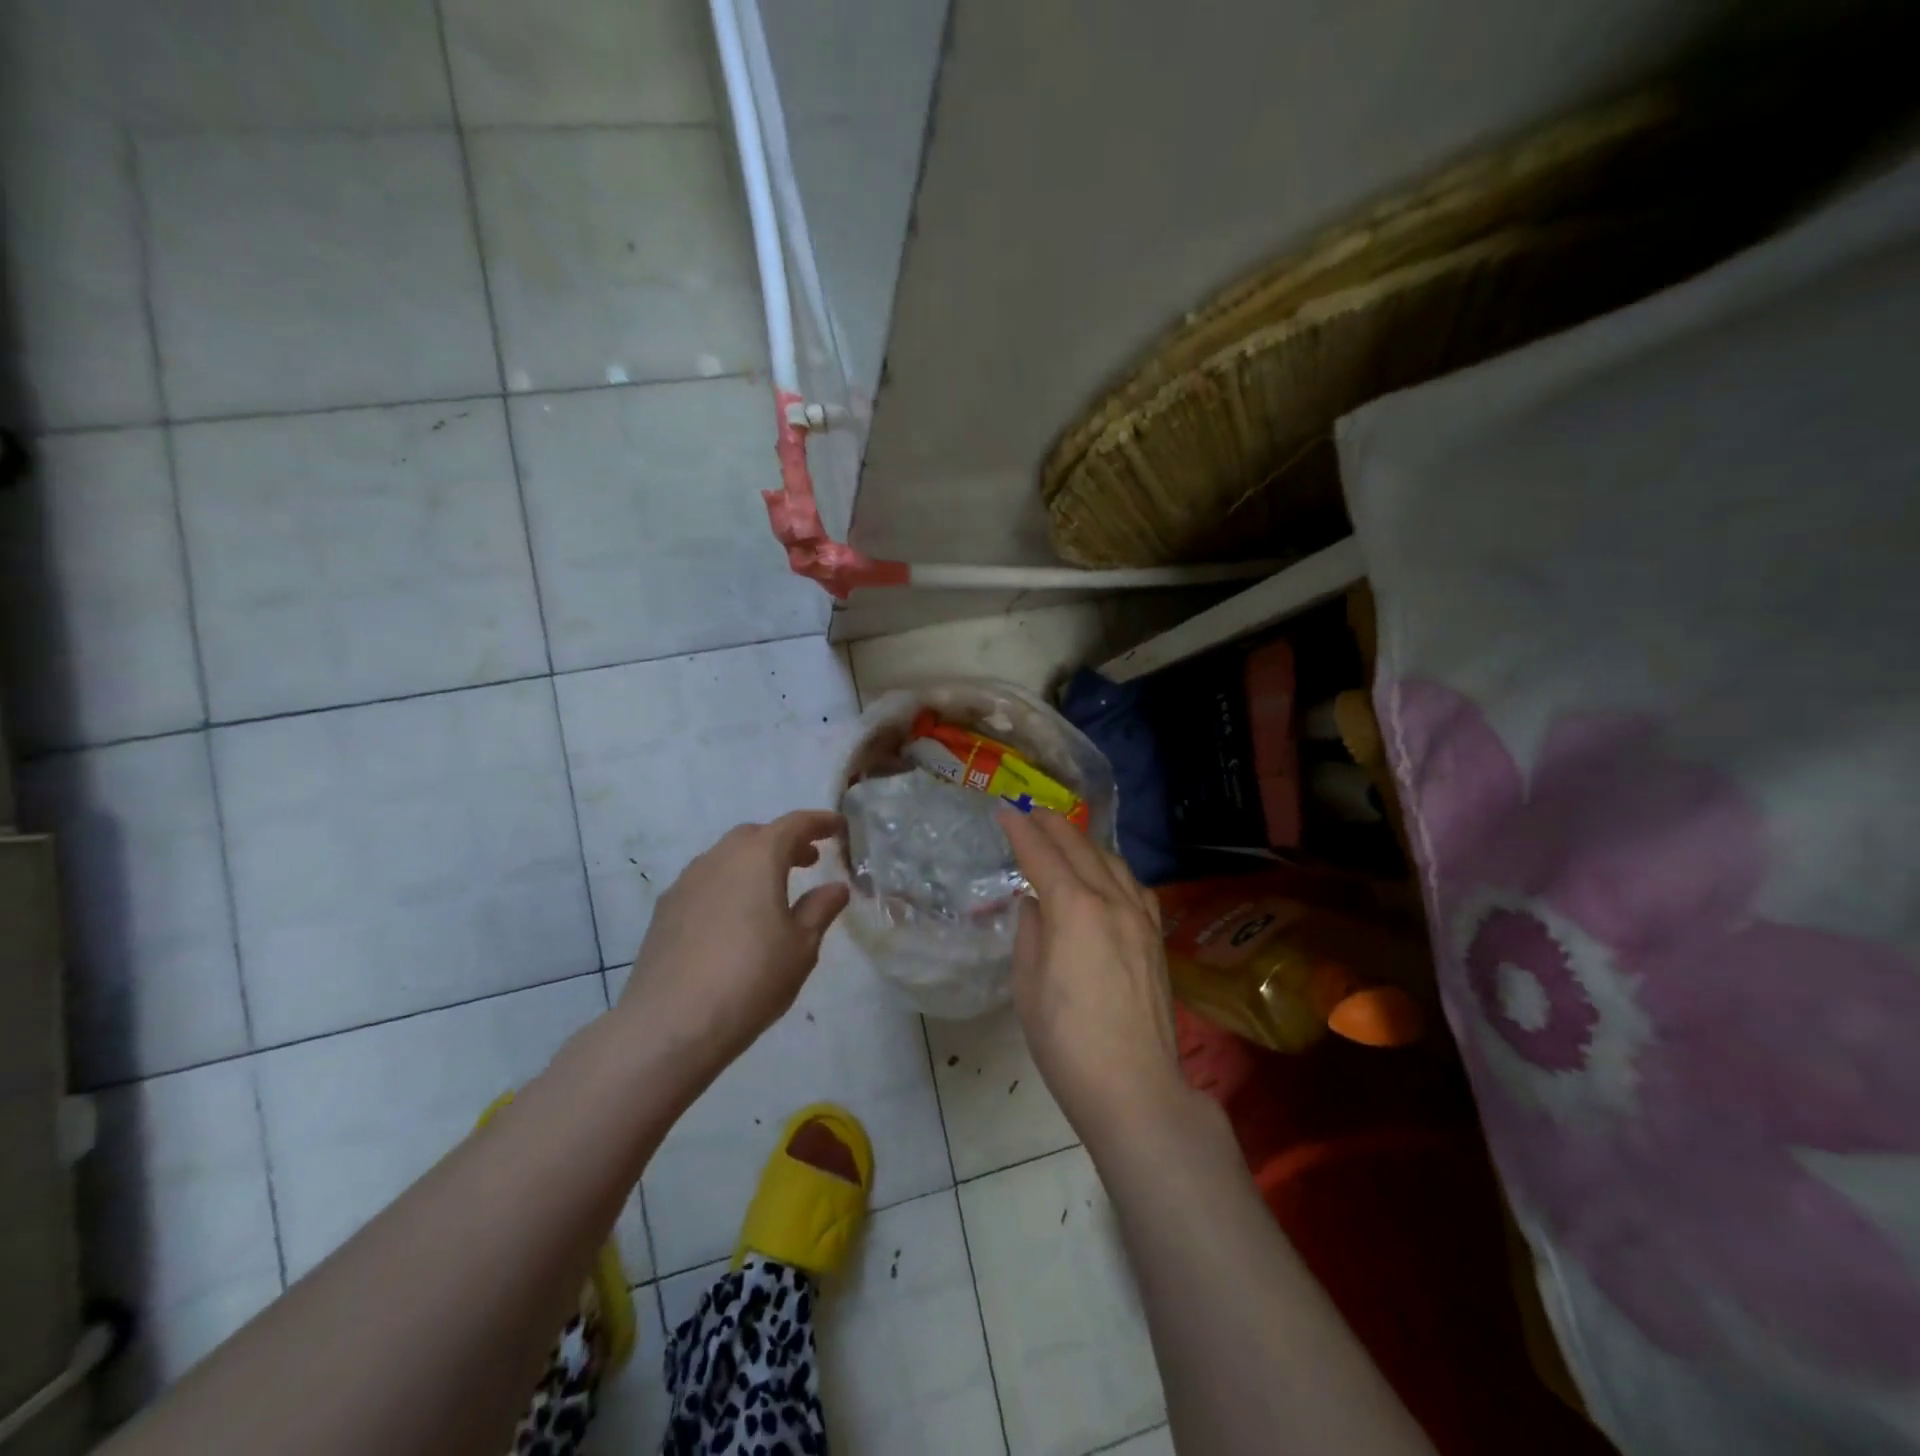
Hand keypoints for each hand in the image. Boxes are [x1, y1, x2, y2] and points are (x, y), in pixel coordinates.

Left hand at [615, 810, 849, 1069]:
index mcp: (758, 857)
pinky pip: (705, 882)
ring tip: (773, 891)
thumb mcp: (801, 947)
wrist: (670, 1024)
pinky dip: (728, 885)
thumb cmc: (751, 979)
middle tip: (809, 861)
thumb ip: (820, 909)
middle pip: (756, 835)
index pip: (794, 824)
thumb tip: (835, 887)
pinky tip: (735, 918)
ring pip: (726, 857)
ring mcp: (686, 883)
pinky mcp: (665, 910)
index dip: (820, 822)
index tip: (839, 827)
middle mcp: (719, 858)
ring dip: (753, 863)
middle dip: (784, 841)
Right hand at [998, 808, 1186, 1142]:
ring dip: (1086, 843)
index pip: (1043, 856)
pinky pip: (1134, 887)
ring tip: (1066, 837)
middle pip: (1081, 850)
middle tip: (1032, 812)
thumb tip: (1036, 905)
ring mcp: (1140, 919)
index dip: (1021, 832)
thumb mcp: (1029, 986)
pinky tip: (1107, 876)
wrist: (1134, 1087)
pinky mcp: (1156, 940)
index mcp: (1075, 909)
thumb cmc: (1067, 1041)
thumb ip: (1031, 933)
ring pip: (1113, 863)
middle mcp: (1112, 902)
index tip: (1005, 812)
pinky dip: (1114, 869)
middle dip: (1054, 826)